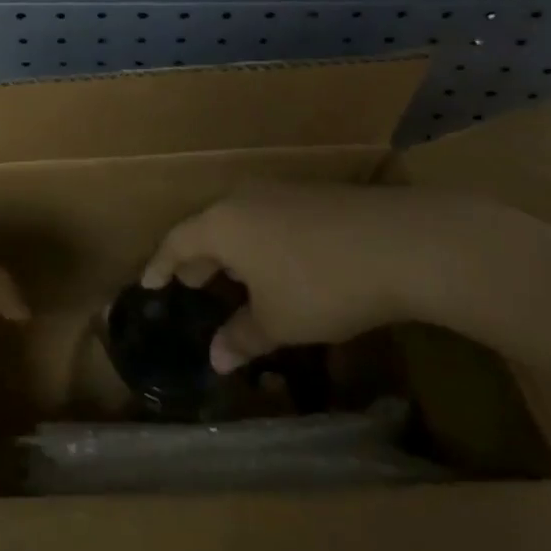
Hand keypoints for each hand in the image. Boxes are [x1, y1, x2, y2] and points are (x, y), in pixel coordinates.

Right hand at [142, 184, 489, 371]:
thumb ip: (242, 337)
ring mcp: (281, 192)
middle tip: (192, 283)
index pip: (177, 242)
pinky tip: (281, 266)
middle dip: (198, 258)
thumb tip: (216, 358)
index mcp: (222, 225)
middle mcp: (243, 200)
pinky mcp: (314, 196)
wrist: (402, 243)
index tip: (149, 284)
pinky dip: (261, 243)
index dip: (161, 265)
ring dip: (232, 250)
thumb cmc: (321, 285)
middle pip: (207, 227)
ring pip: (241, 222)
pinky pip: (269, 219)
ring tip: (236, 278)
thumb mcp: (279, 321)